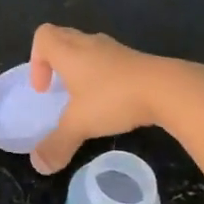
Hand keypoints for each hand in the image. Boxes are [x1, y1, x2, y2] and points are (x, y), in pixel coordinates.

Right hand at [28, 25, 183, 175]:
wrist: (168, 89)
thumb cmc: (113, 98)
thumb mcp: (80, 125)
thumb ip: (57, 144)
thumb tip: (39, 166)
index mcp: (69, 52)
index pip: (43, 37)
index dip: (36, 60)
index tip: (44, 89)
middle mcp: (89, 44)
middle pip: (63, 38)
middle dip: (55, 61)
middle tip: (59, 88)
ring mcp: (115, 50)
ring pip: (89, 49)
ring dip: (81, 68)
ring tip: (85, 97)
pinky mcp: (136, 60)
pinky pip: (110, 61)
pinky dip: (104, 76)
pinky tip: (112, 101)